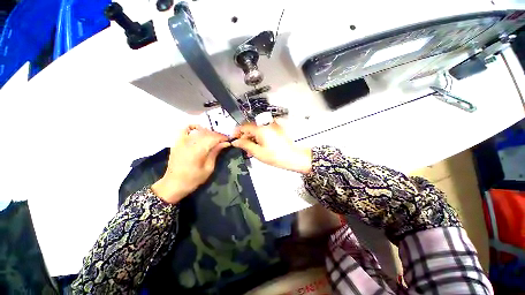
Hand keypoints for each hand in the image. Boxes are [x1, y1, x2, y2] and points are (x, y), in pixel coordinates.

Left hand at [151, 125, 230, 203]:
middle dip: (217, 135)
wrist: (173, 185)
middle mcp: (189, 143)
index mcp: (198, 151)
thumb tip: (225, 143)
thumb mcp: (208, 168)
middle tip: (223, 140)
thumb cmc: (193, 179)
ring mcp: (181, 142)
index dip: (222, 138)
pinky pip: (184, 130)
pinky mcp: (177, 143)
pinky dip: (192, 127)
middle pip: (206, 133)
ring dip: (208, 132)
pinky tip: (199, 129)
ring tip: (213, 138)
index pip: (213, 138)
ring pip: (198, 131)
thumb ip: (215, 153)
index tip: (228, 140)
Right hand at [232, 123, 311, 173]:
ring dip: (252, 138)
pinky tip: (258, 147)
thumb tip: (235, 141)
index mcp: (260, 128)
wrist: (294, 157)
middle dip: (244, 137)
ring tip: (250, 150)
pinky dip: (259, 138)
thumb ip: (245, 145)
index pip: (244, 126)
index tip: (233, 139)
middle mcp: (266, 124)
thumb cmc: (276, 156)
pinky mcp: (276, 129)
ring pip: (257, 130)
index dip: (236, 132)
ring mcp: (272, 126)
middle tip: (242, 148)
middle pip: (250, 128)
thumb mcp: (258, 152)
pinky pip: (264, 131)